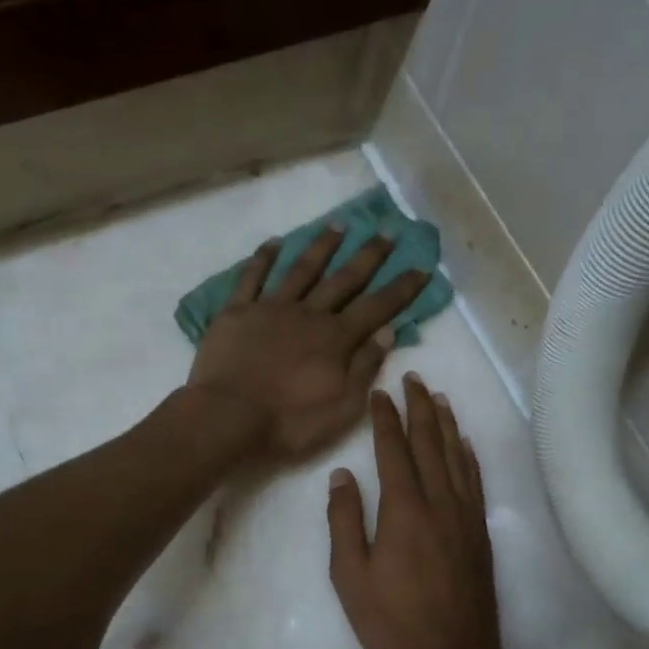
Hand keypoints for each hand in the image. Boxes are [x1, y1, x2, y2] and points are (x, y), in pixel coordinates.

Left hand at [186, 228, 430, 463]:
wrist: (227, 418)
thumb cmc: (289, 423)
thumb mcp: (342, 408)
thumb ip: (365, 368)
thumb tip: (387, 332)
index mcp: (336, 339)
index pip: (377, 307)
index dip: (401, 288)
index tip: (421, 266)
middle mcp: (308, 314)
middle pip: (344, 279)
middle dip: (368, 256)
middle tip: (386, 231)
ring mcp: (270, 308)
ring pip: (302, 269)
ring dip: (322, 246)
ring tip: (338, 225)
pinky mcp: (237, 312)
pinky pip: (252, 277)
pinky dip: (264, 258)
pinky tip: (274, 242)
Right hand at [327, 375, 512, 648]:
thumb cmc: (393, 622)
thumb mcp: (351, 577)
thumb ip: (344, 521)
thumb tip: (341, 475)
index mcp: (404, 510)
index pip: (394, 450)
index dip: (385, 419)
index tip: (379, 394)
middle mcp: (439, 502)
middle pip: (429, 443)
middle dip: (419, 407)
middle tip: (412, 379)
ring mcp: (465, 515)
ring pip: (455, 456)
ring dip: (445, 423)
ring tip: (437, 397)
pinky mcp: (479, 531)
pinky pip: (474, 480)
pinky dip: (467, 454)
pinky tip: (463, 442)